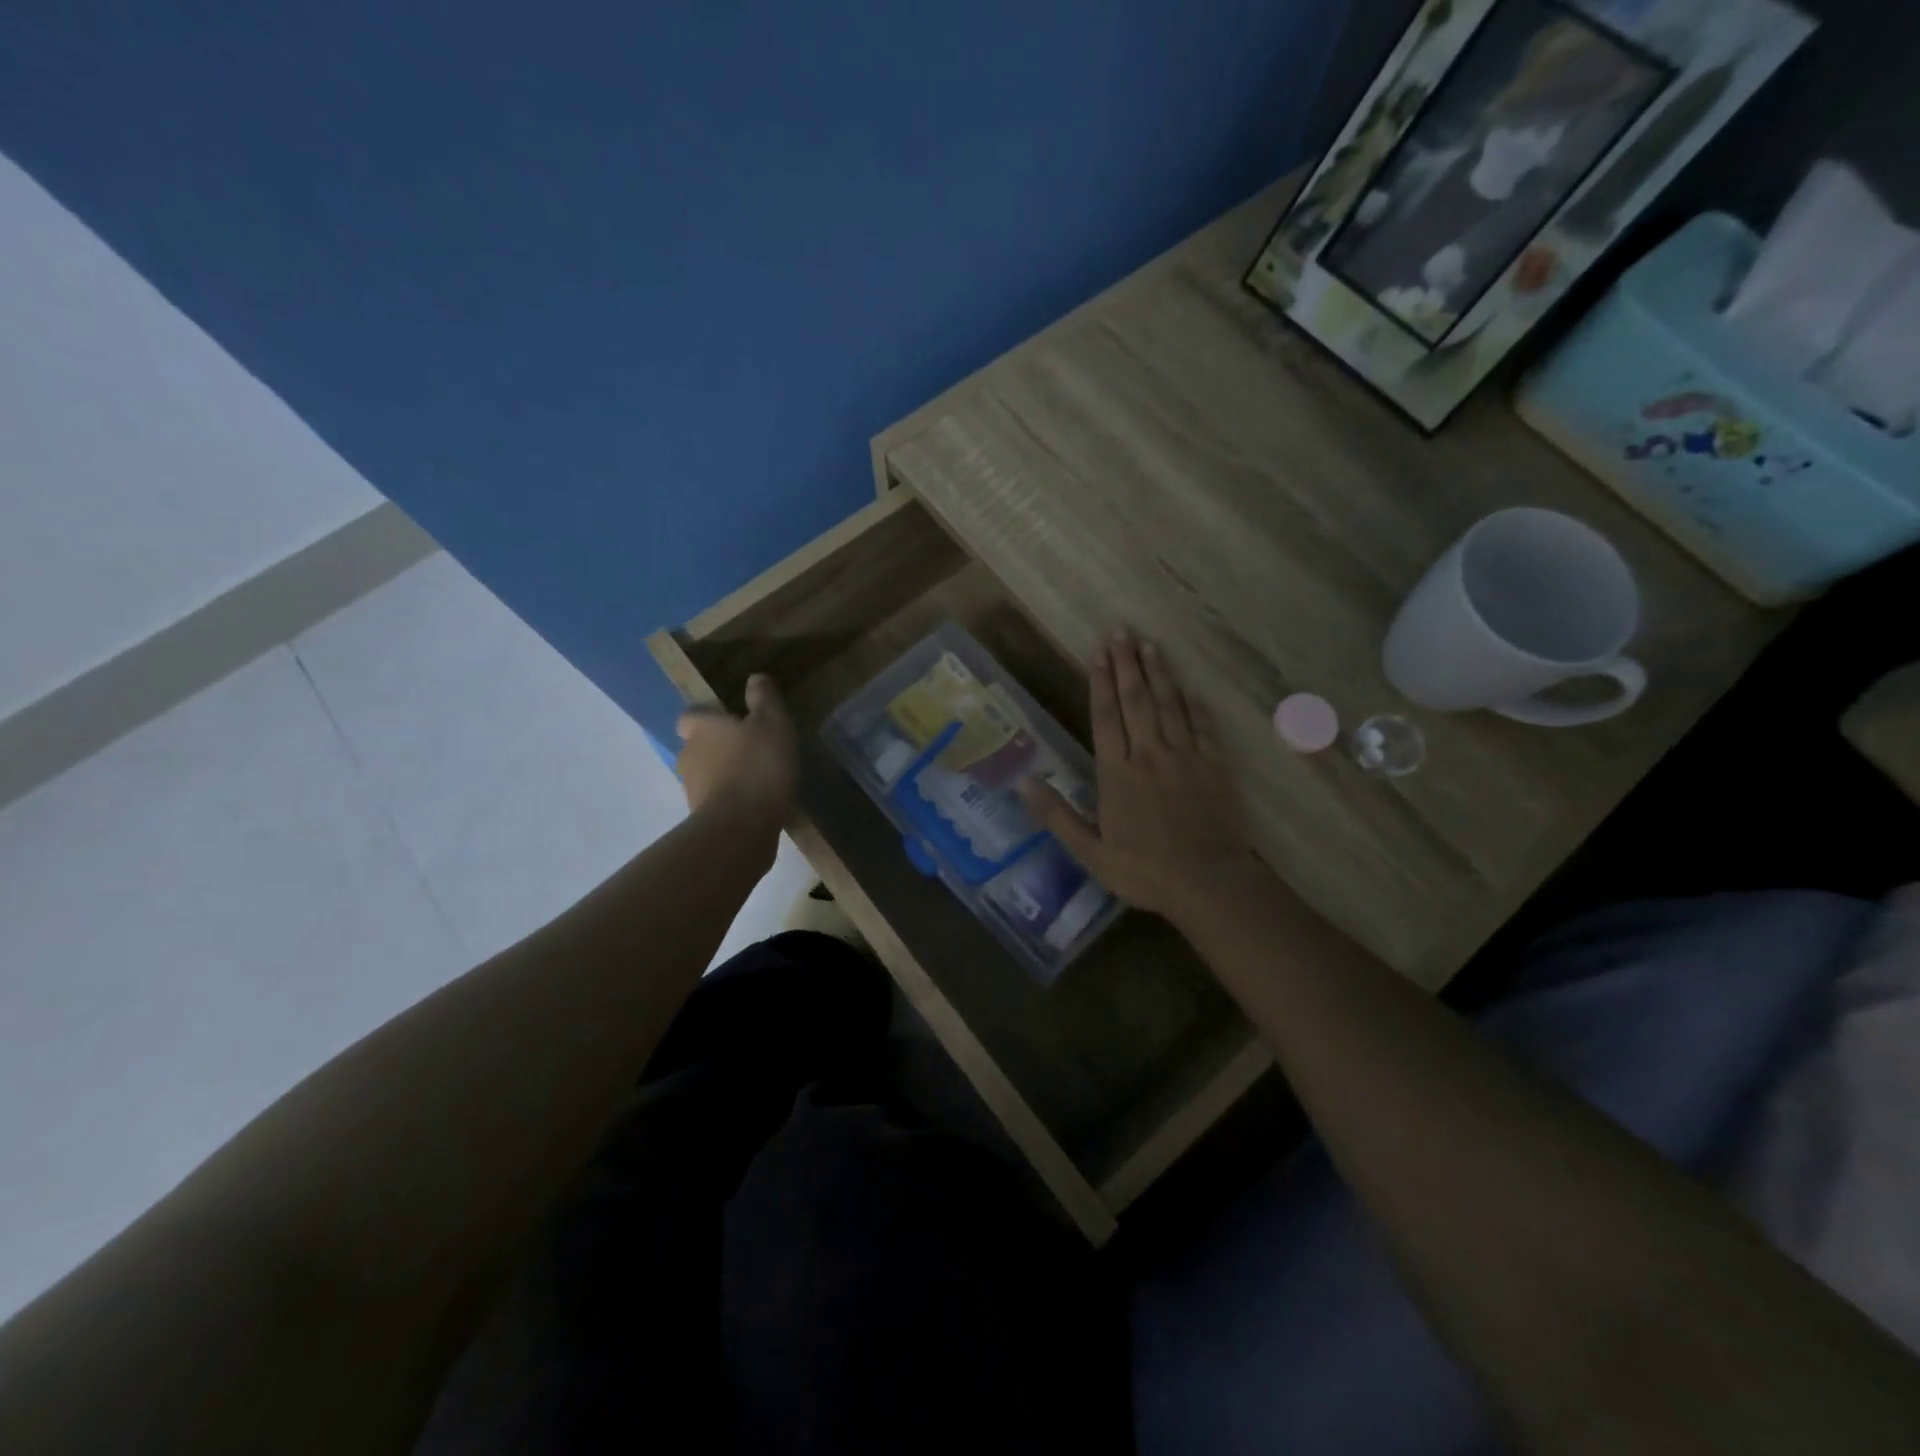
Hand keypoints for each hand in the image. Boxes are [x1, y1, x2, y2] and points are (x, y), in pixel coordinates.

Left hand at [676, 674, 797, 839]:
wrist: (741, 828)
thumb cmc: (757, 766)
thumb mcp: (772, 723)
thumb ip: (764, 699)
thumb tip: (754, 678)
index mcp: (700, 728)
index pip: (691, 715)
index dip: (709, 716)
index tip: (733, 719)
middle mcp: (688, 755)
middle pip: (699, 745)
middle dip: (720, 746)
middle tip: (753, 747)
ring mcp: (692, 789)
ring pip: (708, 773)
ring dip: (727, 773)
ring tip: (760, 776)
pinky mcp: (702, 818)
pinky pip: (718, 799)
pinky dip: (733, 798)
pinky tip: (758, 801)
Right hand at [1021, 630, 1259, 925]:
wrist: (1208, 882)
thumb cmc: (1144, 871)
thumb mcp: (1090, 852)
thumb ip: (1057, 815)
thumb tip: (1022, 782)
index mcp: (1117, 773)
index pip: (1106, 717)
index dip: (1100, 683)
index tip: (1098, 653)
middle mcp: (1149, 755)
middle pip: (1136, 701)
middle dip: (1127, 664)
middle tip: (1121, 631)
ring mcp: (1185, 757)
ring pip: (1169, 705)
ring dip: (1158, 673)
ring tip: (1149, 645)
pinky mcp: (1214, 766)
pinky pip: (1202, 726)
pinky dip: (1193, 704)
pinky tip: (1187, 688)